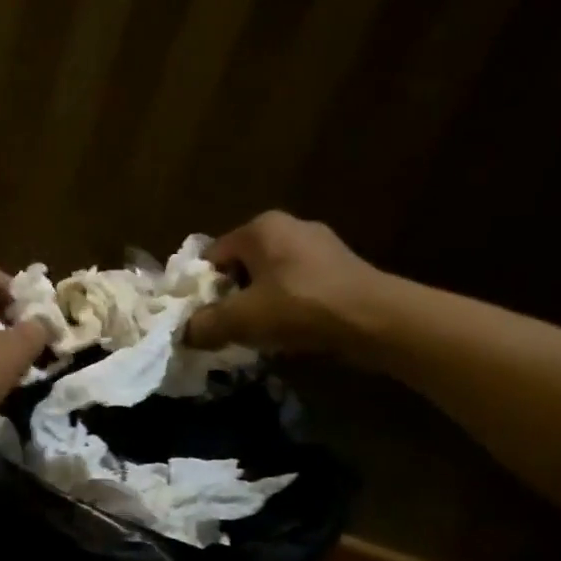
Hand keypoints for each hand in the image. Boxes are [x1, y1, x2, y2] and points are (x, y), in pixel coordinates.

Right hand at [185, 211, 391, 358]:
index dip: (201, 289)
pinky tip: (289, 330)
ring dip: (258, 304)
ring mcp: (319, 245)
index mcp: (260, 227)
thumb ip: (204, 325)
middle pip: (240, 266)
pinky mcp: (341, 267)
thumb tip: (184, 334)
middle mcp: (288, 226)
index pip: (211, 256)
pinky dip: (287, 306)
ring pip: (269, 278)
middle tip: (227, 328)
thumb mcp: (240, 319)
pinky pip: (297, 286)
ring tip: (257, 334)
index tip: (202, 318)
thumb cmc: (300, 307)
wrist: (375, 319)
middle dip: (231, 297)